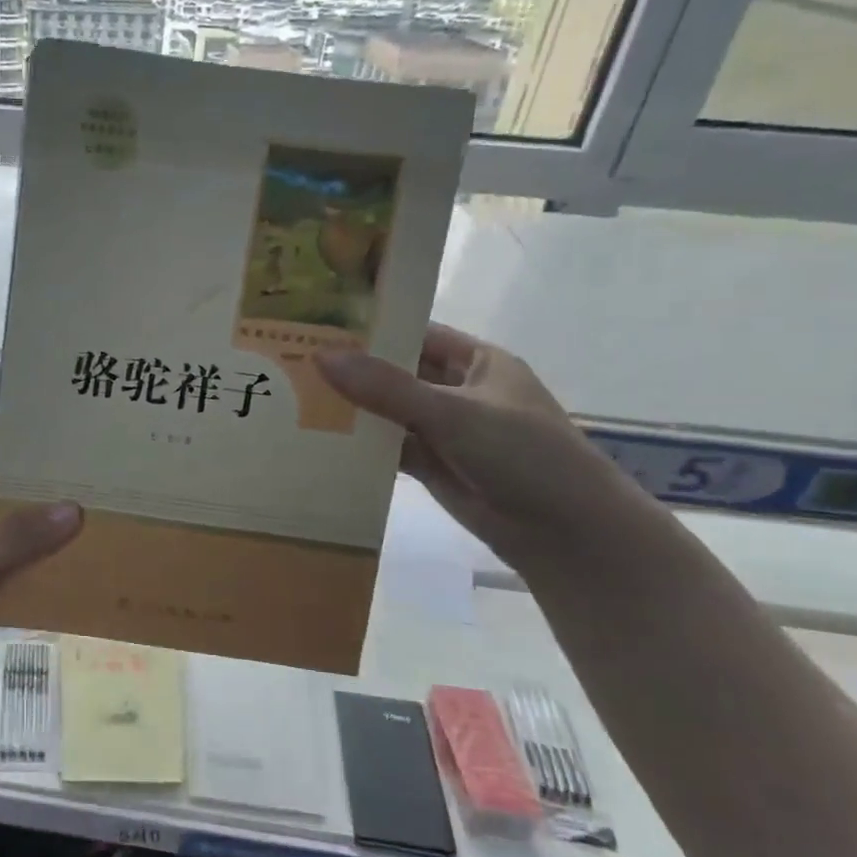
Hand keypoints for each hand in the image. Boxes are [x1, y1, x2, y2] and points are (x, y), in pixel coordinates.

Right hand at [316, 325, 651, 573]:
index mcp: (475, 361)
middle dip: (352, 369)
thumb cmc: (523, 453)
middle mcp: (457, 390)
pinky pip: (387, 447)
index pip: (415, 332)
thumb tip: (321, 356)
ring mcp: (443, 430)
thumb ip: (386, 387)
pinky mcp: (431, 465)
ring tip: (291, 396)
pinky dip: (359, 444)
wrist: (565, 533)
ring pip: (388, 411)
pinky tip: (317, 438)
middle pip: (396, 372)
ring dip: (351, 408)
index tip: (317, 323)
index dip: (372, 327)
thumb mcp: (453, 412)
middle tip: (291, 360)